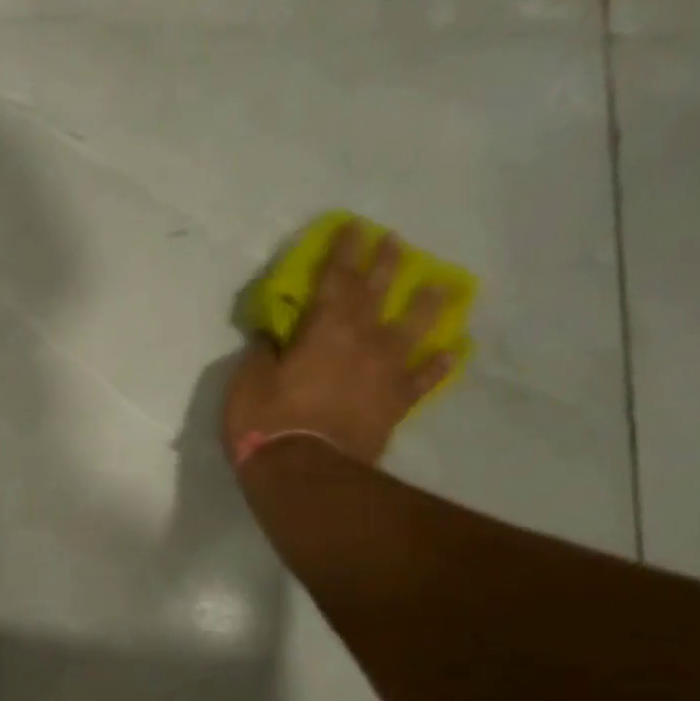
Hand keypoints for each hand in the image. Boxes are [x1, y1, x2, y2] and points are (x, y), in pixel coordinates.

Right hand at [224, 225, 453, 466]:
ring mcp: (386, 372)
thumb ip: (263, 353)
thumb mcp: (247, 382)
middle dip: (385, 263)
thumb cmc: (267, 423)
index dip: (344, 250)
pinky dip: (438, 365)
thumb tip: (274, 337)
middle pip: (378, 292)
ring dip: (427, 304)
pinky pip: (423, 379)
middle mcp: (363, 341)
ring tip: (440, 287)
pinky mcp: (396, 404)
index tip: (354, 226)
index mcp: (324, 329)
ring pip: (414, 329)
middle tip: (395, 241)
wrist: (306, 474)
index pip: (336, 278)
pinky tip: (452, 351)